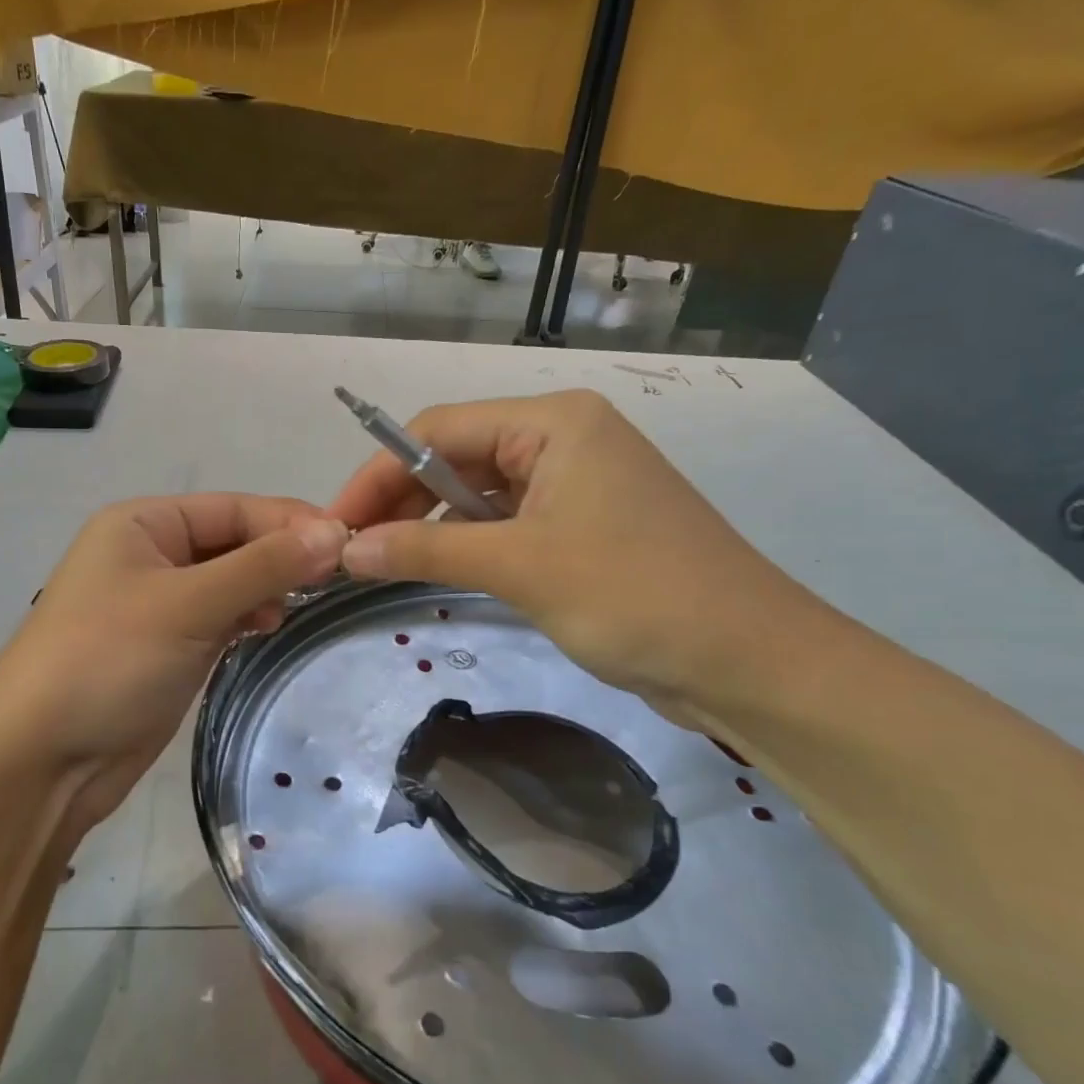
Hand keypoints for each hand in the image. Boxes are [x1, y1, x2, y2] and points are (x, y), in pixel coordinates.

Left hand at [0, 495, 348, 841]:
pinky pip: (219, 617)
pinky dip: (247, 617)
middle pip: (233, 542)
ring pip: (230, 581)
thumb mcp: (187, 605)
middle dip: (280, 556)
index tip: (348, 544)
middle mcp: (149, 554)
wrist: (41, 761)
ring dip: (266, 588)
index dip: (289, 522)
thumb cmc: (108, 661)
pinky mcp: (168, 647)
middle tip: (336, 579)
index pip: (233, 508)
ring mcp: (158, 603)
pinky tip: (268, 627)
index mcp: (143, 523)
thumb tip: (334, 533)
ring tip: (299, 606)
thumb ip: (263, 566)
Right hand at [326, 391, 819, 707]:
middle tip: (352, 551)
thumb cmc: (634, 595)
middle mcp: (563, 439)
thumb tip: (346, 548)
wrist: (748, 662)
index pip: (439, 430)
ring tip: (382, 563)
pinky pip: (506, 523)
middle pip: (456, 457)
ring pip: (478, 493)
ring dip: (431, 526)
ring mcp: (575, 484)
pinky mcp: (582, 527)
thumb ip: (425, 550)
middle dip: (401, 501)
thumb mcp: (520, 566)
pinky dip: (467, 544)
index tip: (334, 523)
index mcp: (554, 422)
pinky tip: (435, 570)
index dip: (379, 473)